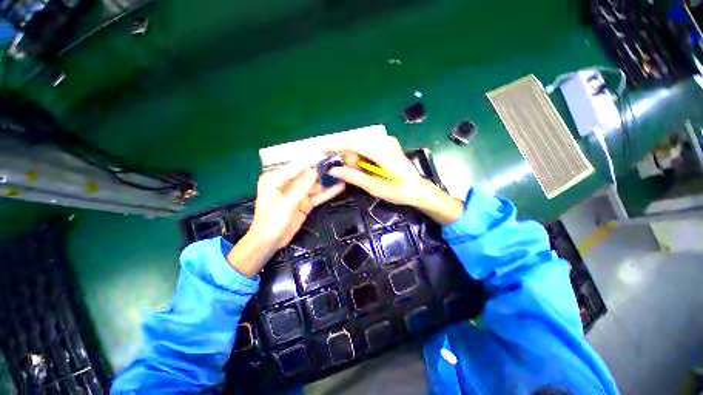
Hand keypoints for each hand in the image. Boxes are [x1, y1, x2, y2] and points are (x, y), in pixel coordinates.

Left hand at [227, 160, 344, 277]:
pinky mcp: (305, 202)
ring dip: (328, 180)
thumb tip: (315, 170)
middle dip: (323, 169)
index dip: (312, 158)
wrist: (270, 243)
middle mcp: (287, 182)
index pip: (296, 165)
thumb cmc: (271, 223)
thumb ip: (300, 188)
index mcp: (275, 178)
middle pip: (308, 174)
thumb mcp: (285, 205)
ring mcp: (297, 193)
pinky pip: (318, 195)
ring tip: (344, 173)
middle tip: (339, 162)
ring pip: (315, 184)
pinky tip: (339, 187)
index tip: (326, 151)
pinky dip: (327, 192)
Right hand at [328, 136, 464, 224]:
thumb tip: (333, 169)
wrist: (418, 190)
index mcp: (382, 151)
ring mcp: (387, 142)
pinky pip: (367, 147)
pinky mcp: (387, 145)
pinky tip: (366, 168)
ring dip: (356, 159)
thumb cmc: (399, 191)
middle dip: (349, 159)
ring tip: (362, 173)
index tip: (321, 150)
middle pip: (356, 145)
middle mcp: (385, 141)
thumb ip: (353, 176)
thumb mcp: (374, 187)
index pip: (353, 143)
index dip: (335, 146)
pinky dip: (361, 157)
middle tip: (350, 173)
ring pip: (361, 146)